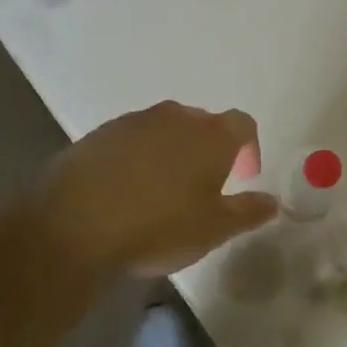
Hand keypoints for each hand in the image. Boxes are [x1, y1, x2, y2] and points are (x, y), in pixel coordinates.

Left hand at [30, 101, 278, 278]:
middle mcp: (176, 117)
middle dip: (209, 150)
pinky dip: (138, 158)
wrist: (74, 225)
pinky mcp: (99, 134)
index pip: (243, 124)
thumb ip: (248, 212)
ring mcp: (134, 122)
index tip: (242, 176)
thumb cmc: (158, 226)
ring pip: (165, 130)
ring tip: (163, 190)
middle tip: (204, 186)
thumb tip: (273, 202)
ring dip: (172, 152)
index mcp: (211, 135)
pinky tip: (127, 190)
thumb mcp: (213, 229)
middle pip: (203, 124)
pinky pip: (132, 140)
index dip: (248, 148)